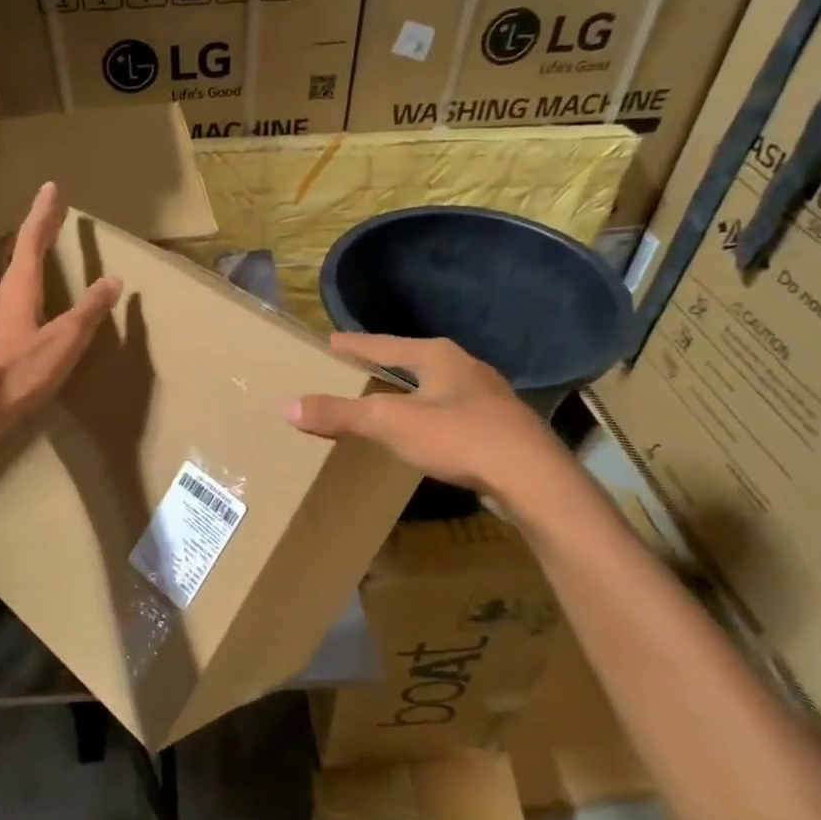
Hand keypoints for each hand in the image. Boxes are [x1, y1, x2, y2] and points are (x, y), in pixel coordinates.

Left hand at [0, 183, 121, 439]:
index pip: (31, 240)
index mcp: (20, 288)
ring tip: (38, 252)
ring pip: (10, 278)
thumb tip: (112, 280)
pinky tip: (29, 305)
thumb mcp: (63, 342)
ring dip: (25, 259)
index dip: (43, 215)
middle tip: (48, 216)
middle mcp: (1, 296)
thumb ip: (88, 312)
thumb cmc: (18, 372)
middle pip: (17, 254)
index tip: (49, 188)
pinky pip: (10, 301)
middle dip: (35, 233)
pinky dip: (24, 288)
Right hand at [286, 334, 572, 503]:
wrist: (533, 479)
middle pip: (413, 360)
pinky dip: (430, 415)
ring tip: (387, 398)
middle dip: (384, 364)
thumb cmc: (458, 437)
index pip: (384, 343)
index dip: (354, 344)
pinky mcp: (499, 427)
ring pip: (436, 386)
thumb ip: (340, 414)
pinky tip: (425, 431)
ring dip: (410, 390)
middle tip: (355, 367)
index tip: (330, 340)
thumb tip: (287, 406)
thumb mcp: (389, 423)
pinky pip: (452, 412)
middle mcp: (464, 367)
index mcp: (438, 356)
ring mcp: (487, 397)